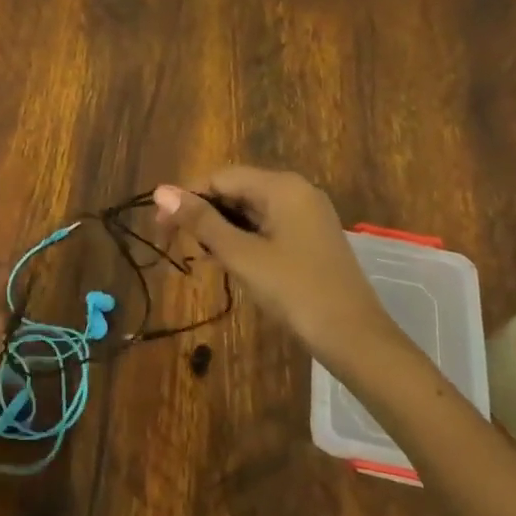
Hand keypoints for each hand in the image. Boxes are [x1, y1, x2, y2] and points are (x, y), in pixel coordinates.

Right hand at [154, 168, 404, 362]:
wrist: (355, 338)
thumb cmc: (294, 291)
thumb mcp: (241, 255)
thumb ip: (200, 221)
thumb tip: (160, 191)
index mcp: (281, 186)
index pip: (220, 177)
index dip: (186, 198)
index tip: (161, 229)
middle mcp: (296, 190)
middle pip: (236, 190)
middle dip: (204, 215)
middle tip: (180, 247)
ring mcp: (307, 214)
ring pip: (250, 210)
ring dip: (222, 229)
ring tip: (203, 258)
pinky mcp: (311, 237)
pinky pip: (268, 226)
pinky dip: (245, 239)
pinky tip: (231, 262)